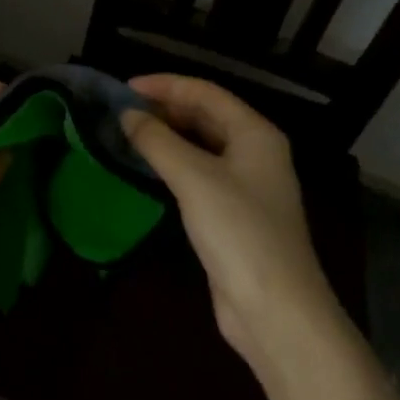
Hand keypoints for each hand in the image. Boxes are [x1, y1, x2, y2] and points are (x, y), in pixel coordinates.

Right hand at [120, 74, 342, 384]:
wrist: (276, 313)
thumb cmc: (239, 232)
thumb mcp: (194, 178)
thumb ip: (157, 141)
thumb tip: (127, 114)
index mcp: (255, 133)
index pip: (205, 92)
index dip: (164, 85)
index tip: (124, 88)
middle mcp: (255, 151)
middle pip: (205, 115)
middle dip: (165, 108)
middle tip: (123, 111)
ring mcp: (247, 185)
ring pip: (201, 145)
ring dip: (168, 136)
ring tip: (128, 133)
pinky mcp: (235, 215)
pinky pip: (200, 174)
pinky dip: (174, 164)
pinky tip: (149, 168)